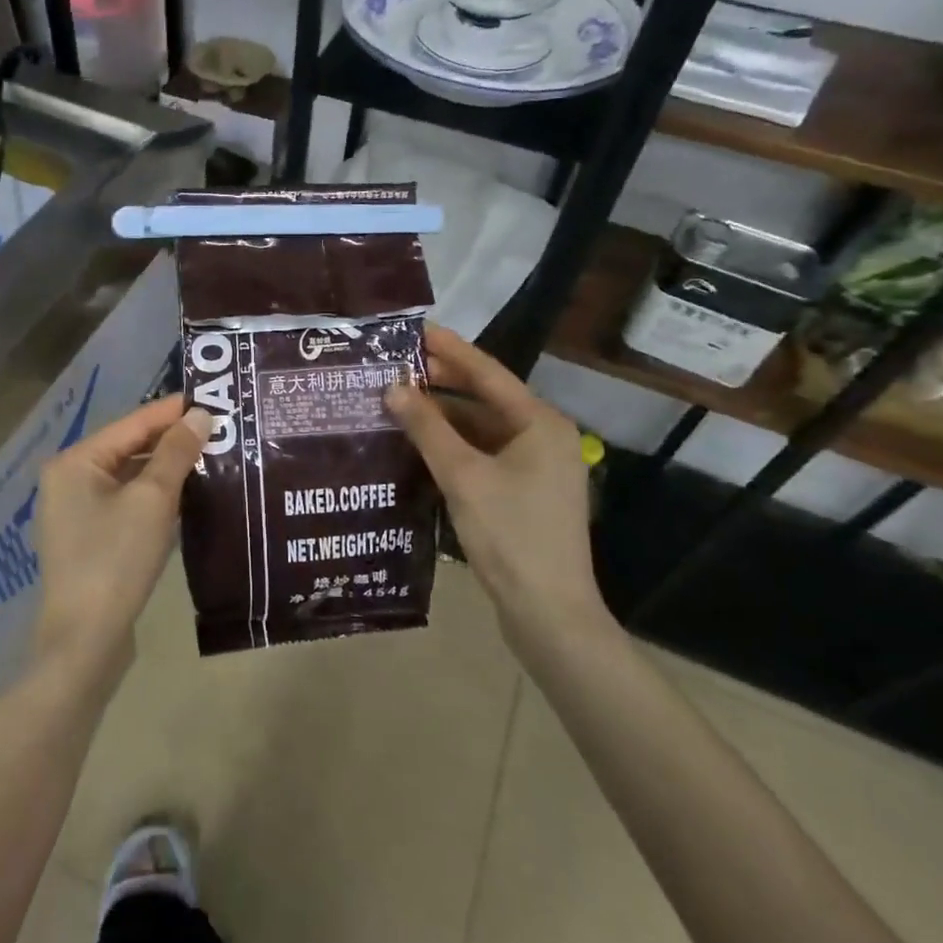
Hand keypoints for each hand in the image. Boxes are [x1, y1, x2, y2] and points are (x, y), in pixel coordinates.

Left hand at [30, 394, 208, 688]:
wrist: (85, 641)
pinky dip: (155, 495)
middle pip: (129, 447)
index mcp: (75, 461)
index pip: (132, 423)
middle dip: (172, 440)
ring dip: (167, 469)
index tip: (213, 400)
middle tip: (219, 430)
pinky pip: (126, 502)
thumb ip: (176, 452)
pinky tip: (188, 494)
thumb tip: (200, 415)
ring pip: (130, 476)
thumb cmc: (116, 560)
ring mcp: (76, 511)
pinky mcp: (90, 538)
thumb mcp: (153, 499)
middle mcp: (69, 479)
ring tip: (212, 457)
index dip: (173, 411)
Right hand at [386, 325, 607, 638]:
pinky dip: (455, 444)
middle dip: (443, 381)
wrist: (549, 613)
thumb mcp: (462, 476)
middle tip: (397, 365)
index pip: (487, 373)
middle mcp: (543, 436)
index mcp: (539, 423)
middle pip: (486, 398)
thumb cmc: (510, 535)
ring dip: (445, 415)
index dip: (450, 350)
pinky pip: (485, 453)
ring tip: (401, 400)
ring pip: (484, 427)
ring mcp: (537, 466)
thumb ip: (427, 428)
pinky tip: (422, 442)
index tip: (416, 329)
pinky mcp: (526, 491)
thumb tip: (393, 388)